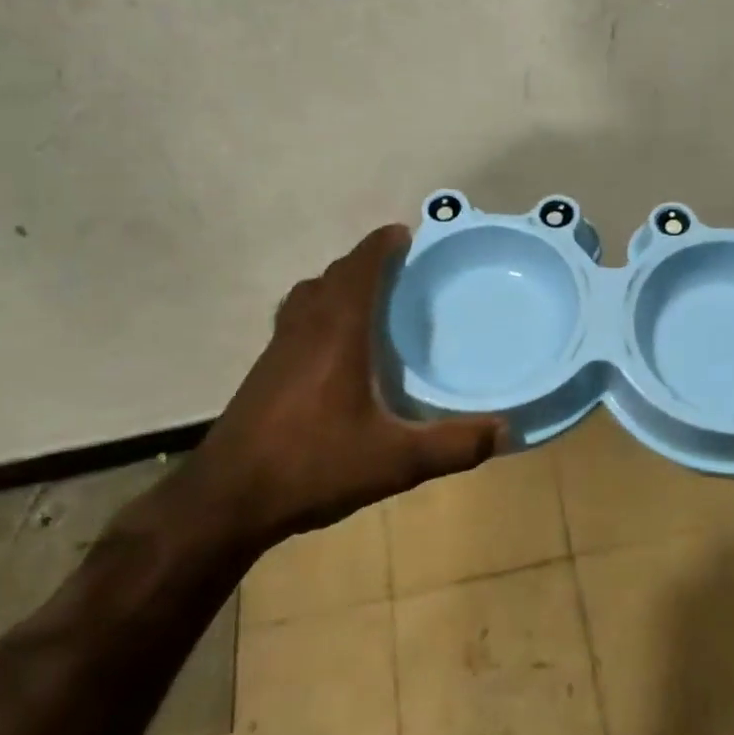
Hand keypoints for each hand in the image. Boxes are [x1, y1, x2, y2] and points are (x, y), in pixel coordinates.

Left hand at [186, 224, 502, 544]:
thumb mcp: (395, 461)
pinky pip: (296, 320)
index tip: (405, 234)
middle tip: (399, 270)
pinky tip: (336, 350)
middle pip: (333, 276)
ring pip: (308, 297)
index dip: (381, 246)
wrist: (227, 500)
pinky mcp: (264, 372)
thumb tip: (505, 431)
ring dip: (338, 285)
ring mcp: (278, 349)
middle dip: (365, 263)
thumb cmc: (313, 466)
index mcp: (337, 333)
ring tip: (369, 300)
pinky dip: (320, 312)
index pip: (359, 269)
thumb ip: (453, 445)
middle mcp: (304, 329)